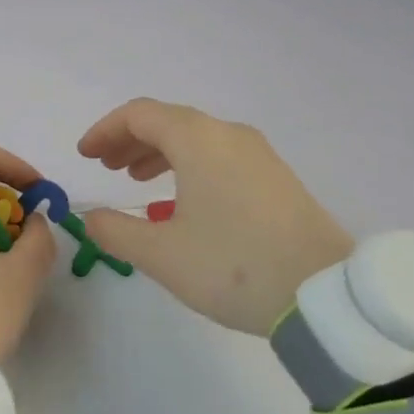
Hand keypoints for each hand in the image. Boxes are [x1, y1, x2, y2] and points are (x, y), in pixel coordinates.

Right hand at [75, 99, 353, 335]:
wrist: (328, 298)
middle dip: (129, 140)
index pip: (139, 115)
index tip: (85, 156)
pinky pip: (219, 154)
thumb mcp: (162, 254)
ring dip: (158, 152)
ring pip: (195, 137)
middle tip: (105, 167)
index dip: (105, 130)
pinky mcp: (276, 177)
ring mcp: (258, 154)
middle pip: (167, 121)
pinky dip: (188, 163)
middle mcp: (228, 134)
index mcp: (198, 139)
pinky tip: (182, 196)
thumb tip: (90, 218)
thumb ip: (115, 231)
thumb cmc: (235, 266)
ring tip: (135, 180)